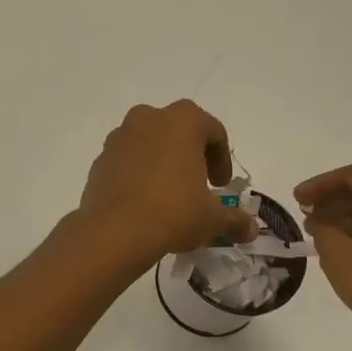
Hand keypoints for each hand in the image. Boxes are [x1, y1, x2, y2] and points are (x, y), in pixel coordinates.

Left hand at [78, 101, 257, 265]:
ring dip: (162, 162)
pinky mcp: (99, 160)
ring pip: (149, 144)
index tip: (221, 186)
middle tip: (198, 185)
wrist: (115, 231)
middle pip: (178, 131)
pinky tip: (144, 203)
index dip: (222, 159)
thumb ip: (235, 220)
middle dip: (191, 155)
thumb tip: (251, 230)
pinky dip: (138, 174)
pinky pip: (126, 161)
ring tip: (169, 195)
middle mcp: (148, 119)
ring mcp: (119, 138)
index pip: (213, 131)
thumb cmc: (173, 212)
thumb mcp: (212, 218)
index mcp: (181, 121)